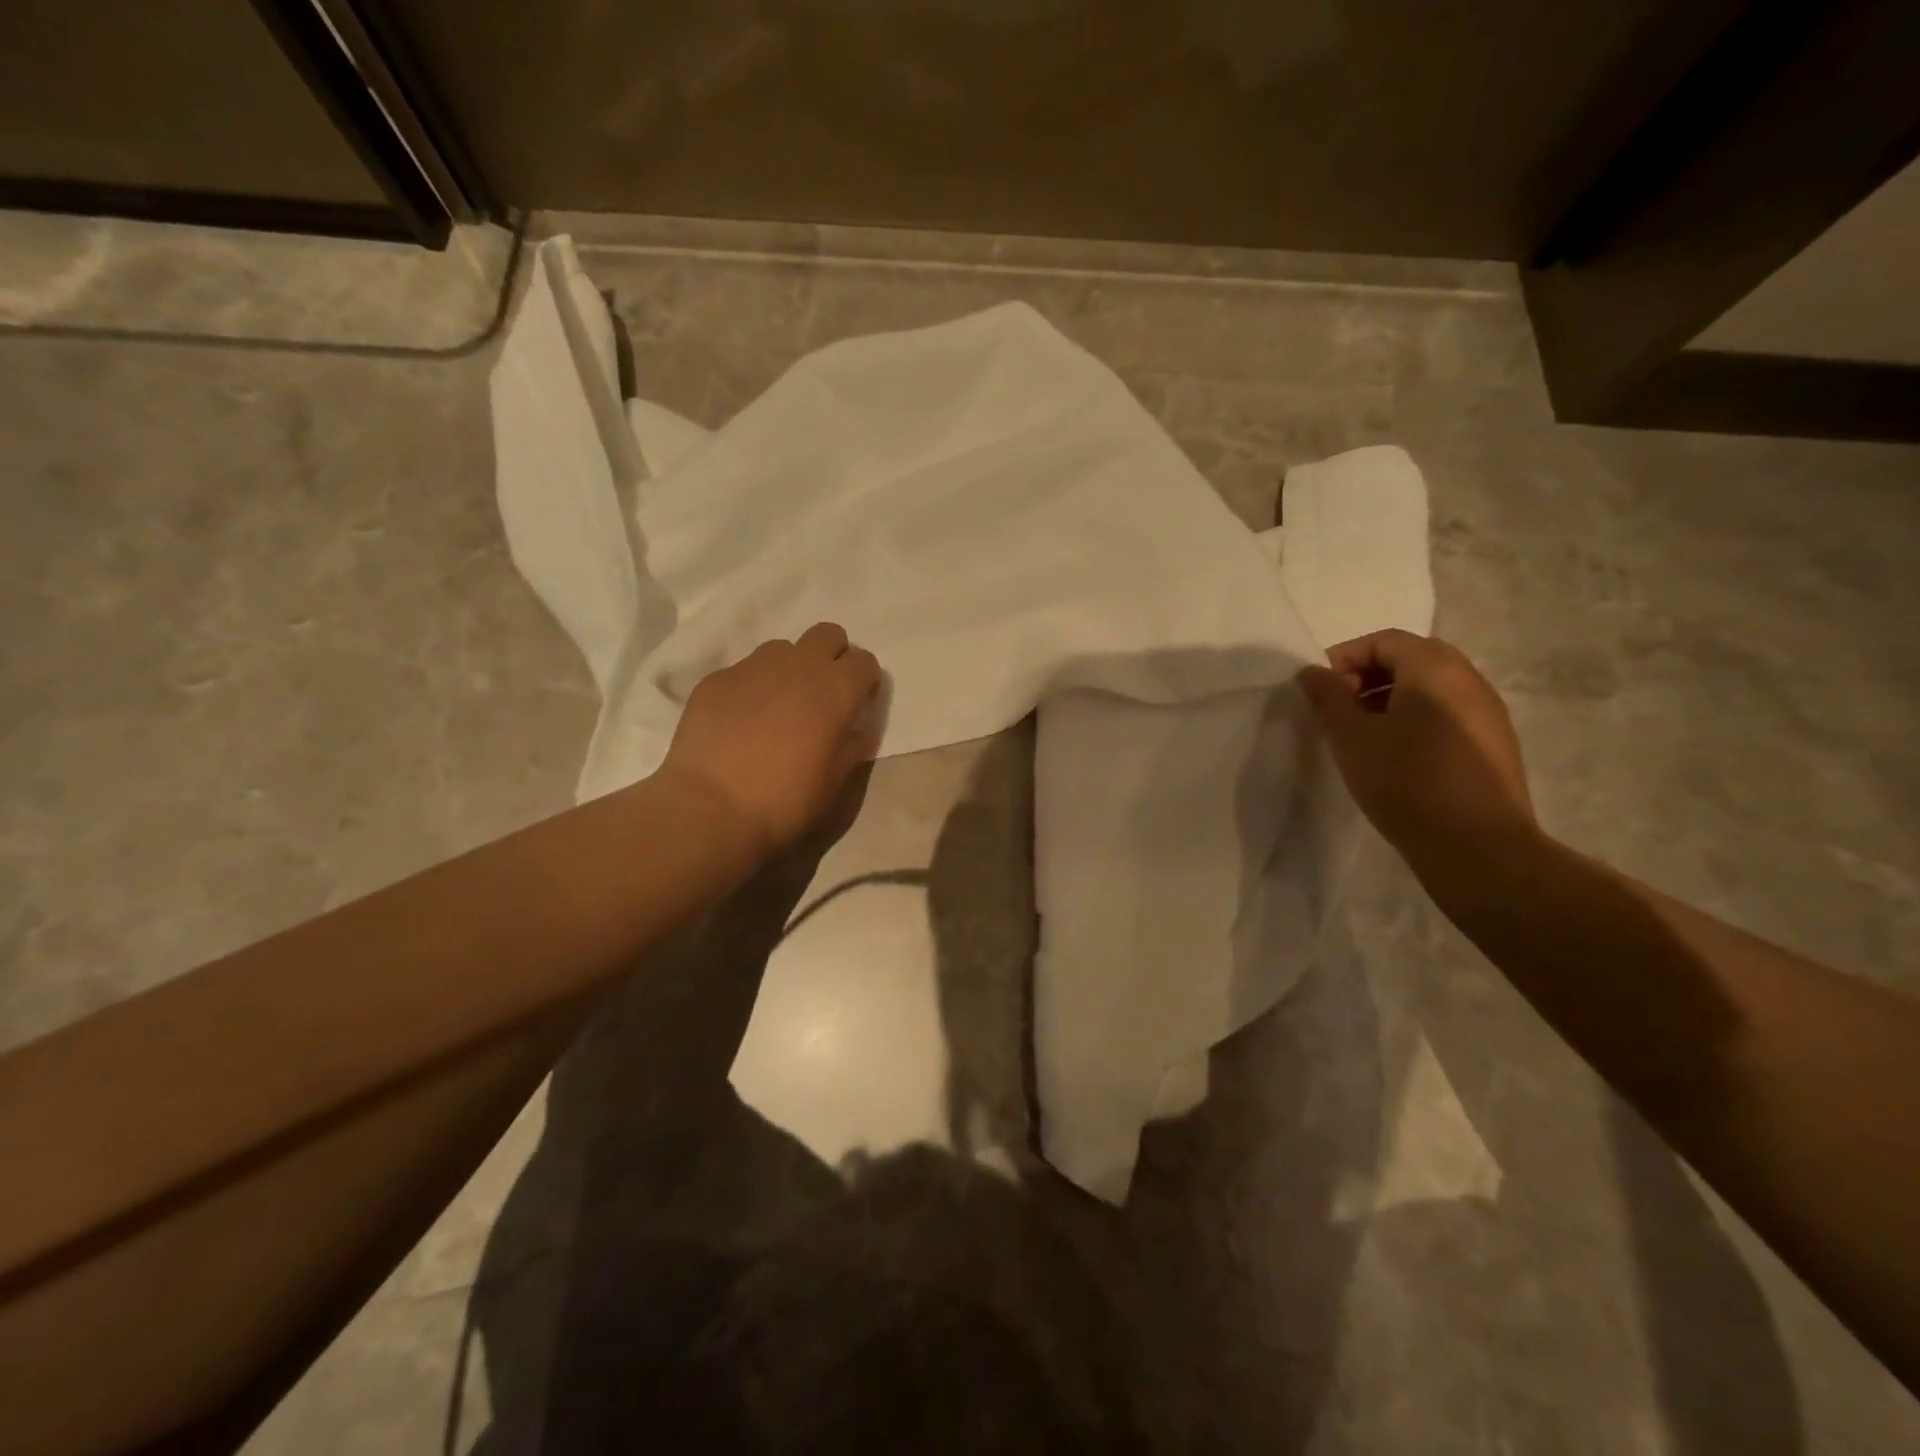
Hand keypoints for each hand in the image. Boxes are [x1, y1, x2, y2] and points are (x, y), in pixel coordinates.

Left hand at [658, 623, 883, 856]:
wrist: (710, 807)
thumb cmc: (786, 800)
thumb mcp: (835, 782)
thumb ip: (853, 746)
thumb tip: (860, 728)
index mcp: (836, 689)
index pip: (865, 662)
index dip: (864, 682)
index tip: (856, 707)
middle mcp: (799, 665)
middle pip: (828, 635)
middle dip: (832, 657)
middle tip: (822, 696)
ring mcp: (753, 667)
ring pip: (783, 649)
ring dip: (790, 669)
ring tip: (778, 707)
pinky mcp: (717, 679)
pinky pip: (744, 671)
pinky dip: (751, 688)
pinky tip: (739, 722)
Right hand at [1297, 629, 1535, 866]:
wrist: (1477, 847)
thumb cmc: (1405, 782)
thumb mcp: (1351, 738)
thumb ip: (1327, 698)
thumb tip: (1311, 672)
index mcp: (1435, 669)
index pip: (1384, 640)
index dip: (1344, 657)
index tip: (1318, 690)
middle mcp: (1469, 679)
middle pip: (1410, 658)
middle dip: (1366, 676)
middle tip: (1337, 709)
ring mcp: (1488, 712)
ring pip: (1430, 687)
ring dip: (1389, 699)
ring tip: (1361, 735)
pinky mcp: (1494, 744)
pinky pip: (1447, 713)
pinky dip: (1414, 719)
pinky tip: (1395, 755)